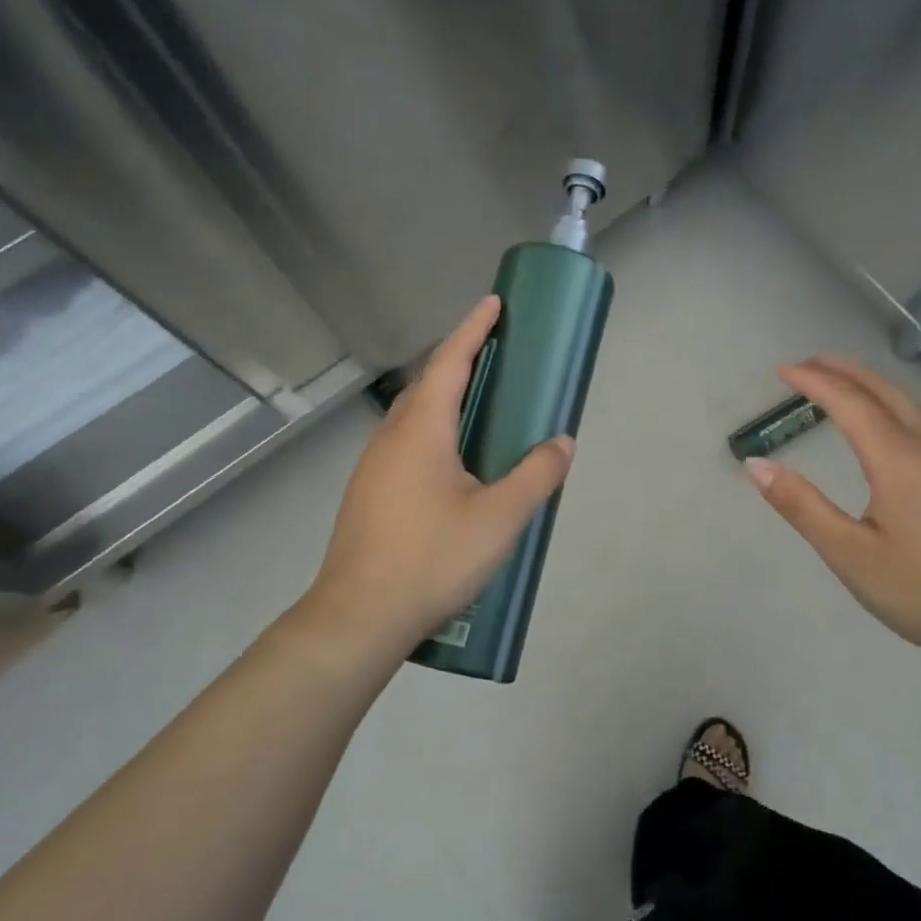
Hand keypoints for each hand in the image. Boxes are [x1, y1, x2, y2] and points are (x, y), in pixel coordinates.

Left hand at [299, 295, 573, 660]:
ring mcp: (374, 467)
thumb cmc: (432, 559)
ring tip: (482, 407)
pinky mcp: (369, 494)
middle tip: (498, 357)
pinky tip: (455, 464)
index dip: (473, 329)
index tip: (494, 303)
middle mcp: (391, 438)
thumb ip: (536, 476)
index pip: (450, 362)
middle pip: (428, 384)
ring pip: (414, 416)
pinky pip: (406, 443)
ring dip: (446, 398)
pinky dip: (435, 431)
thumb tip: (562, 443)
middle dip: (461, 361)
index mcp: (421, 431)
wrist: (359, 618)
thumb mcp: (500, 519)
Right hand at [744, 357, 920, 669]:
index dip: (813, 382)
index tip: (781, 371)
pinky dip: (889, 401)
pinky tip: (884, 421)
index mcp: (898, 460)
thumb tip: (756, 464)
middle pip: (883, 390)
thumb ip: (802, 507)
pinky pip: (920, 418)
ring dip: (868, 383)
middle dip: (842, 370)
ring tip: (838, 381)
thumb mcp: (851, 556)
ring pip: (906, 402)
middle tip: (805, 365)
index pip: (849, 403)